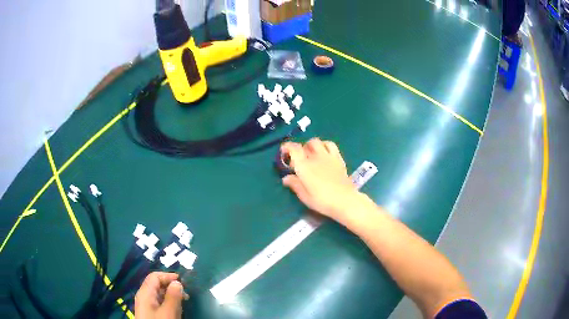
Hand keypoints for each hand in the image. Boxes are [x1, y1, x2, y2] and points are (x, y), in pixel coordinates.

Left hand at [134, 272, 187, 318]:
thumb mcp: (168, 312)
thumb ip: (173, 296)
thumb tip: (177, 282)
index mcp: (145, 292)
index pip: (155, 276)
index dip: (168, 276)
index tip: (183, 282)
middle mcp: (144, 296)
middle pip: (156, 284)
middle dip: (171, 286)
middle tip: (186, 294)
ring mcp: (146, 305)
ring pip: (159, 294)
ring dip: (171, 295)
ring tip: (183, 303)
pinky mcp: (150, 312)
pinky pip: (159, 302)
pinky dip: (168, 302)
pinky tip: (176, 310)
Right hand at [280, 138, 362, 220]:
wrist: (345, 200)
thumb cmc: (322, 201)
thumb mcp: (305, 196)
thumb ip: (294, 185)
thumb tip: (286, 178)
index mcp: (304, 166)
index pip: (293, 149)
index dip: (286, 147)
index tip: (283, 152)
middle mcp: (315, 157)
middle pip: (304, 144)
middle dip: (299, 149)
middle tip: (298, 160)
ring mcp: (328, 156)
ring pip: (316, 142)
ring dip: (310, 145)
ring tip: (310, 154)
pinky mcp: (338, 158)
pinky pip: (330, 145)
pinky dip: (324, 145)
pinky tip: (324, 153)